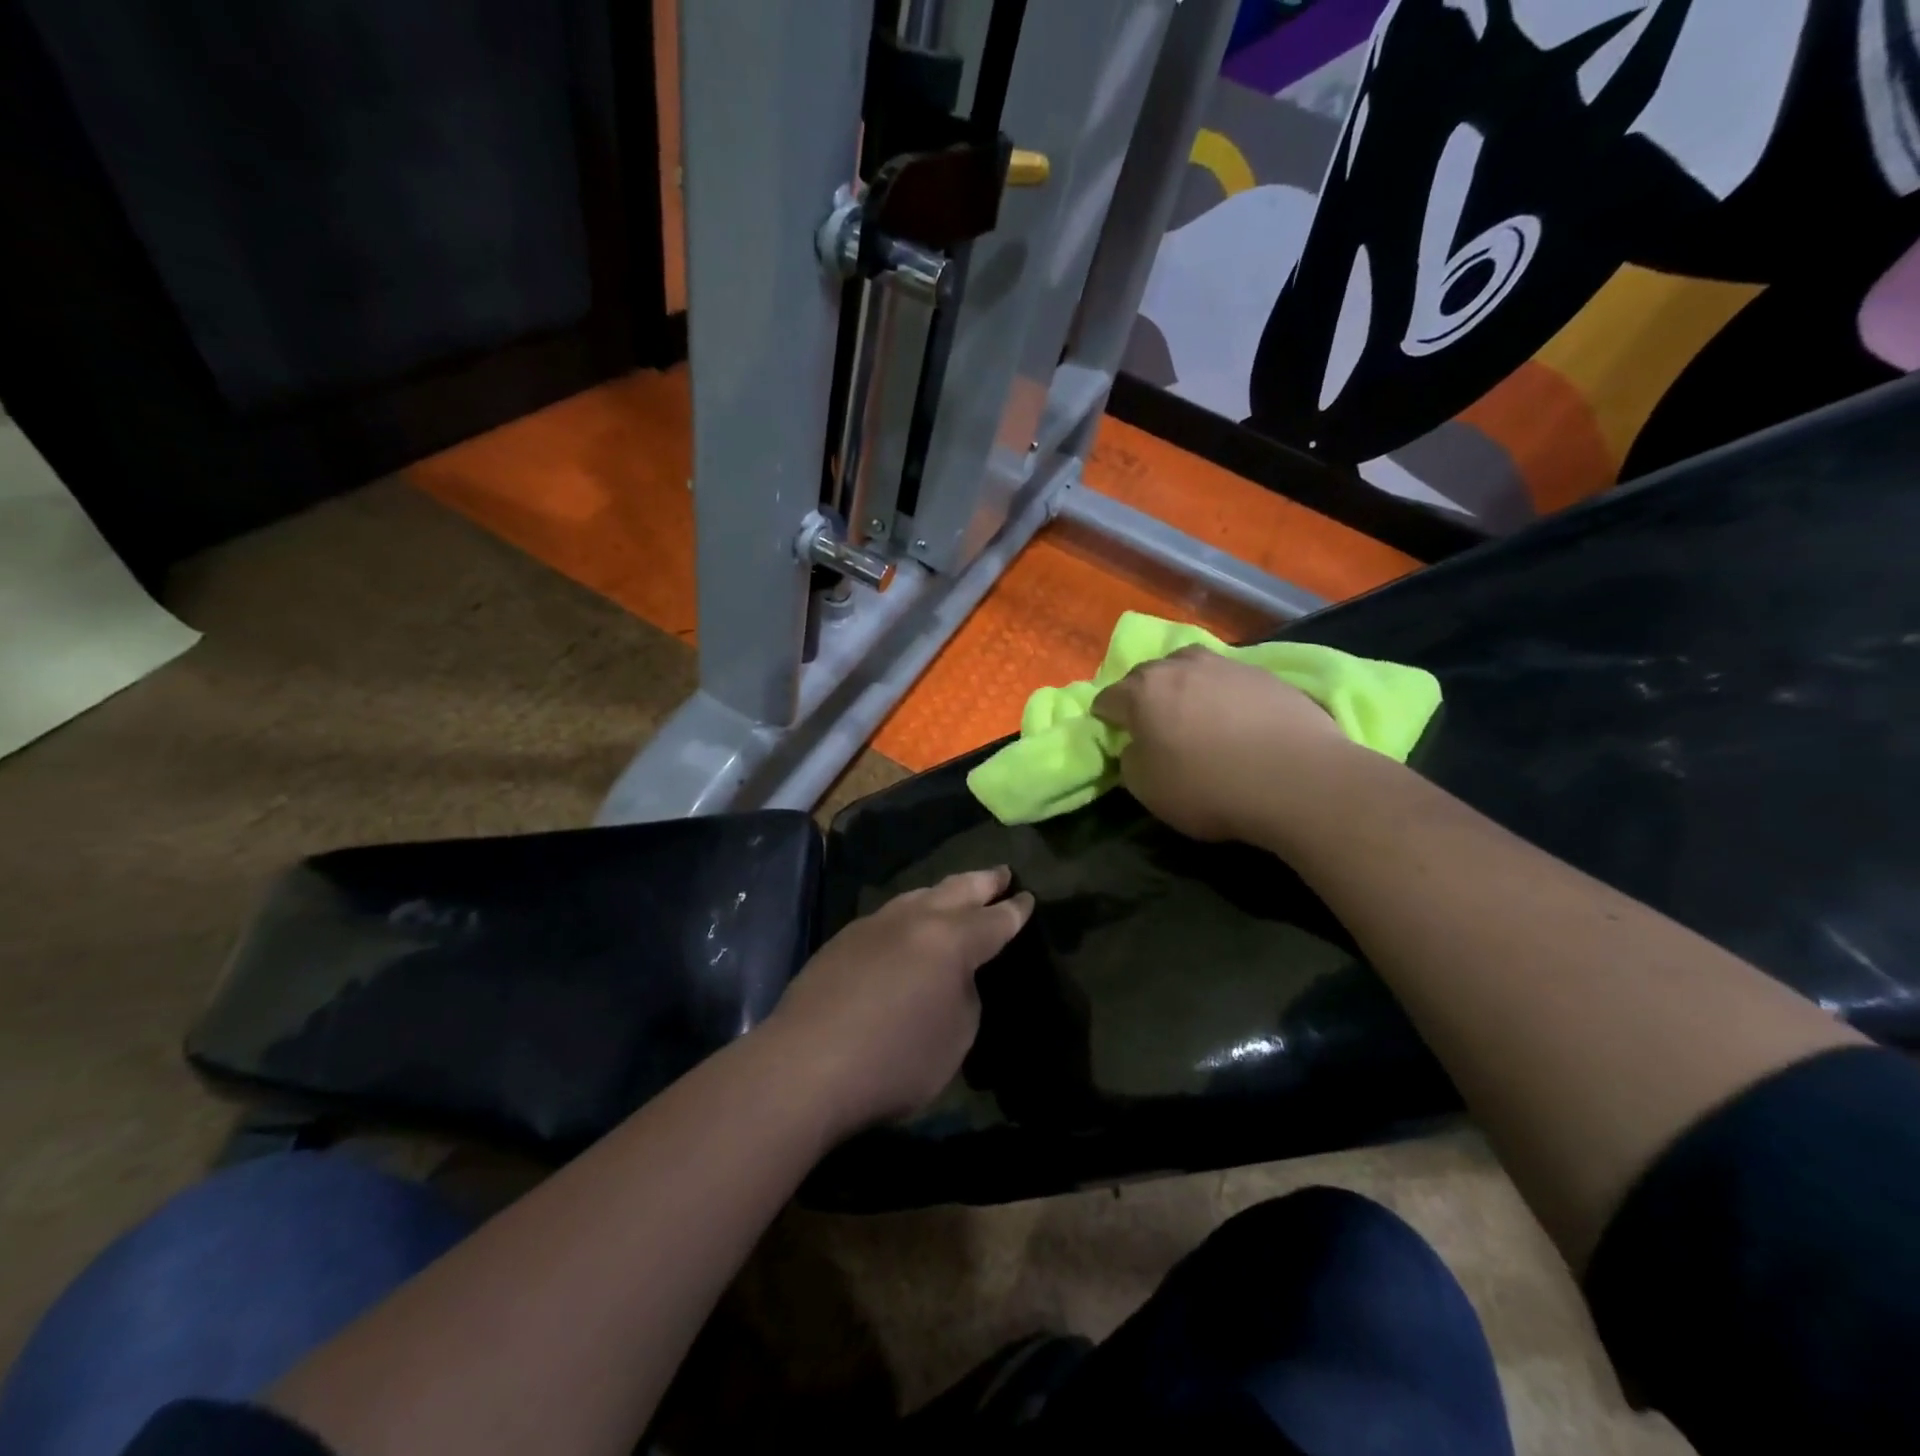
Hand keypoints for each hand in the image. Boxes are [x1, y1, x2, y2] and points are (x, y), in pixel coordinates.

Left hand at [763, 867, 1033, 1130]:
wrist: (805, 1065)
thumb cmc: (894, 1060)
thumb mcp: (956, 1038)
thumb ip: (964, 996)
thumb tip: (953, 977)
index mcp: (951, 940)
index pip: (994, 920)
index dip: (1015, 910)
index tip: (1027, 897)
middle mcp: (915, 919)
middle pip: (957, 890)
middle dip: (983, 881)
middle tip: (1000, 873)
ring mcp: (875, 924)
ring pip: (918, 895)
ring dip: (943, 892)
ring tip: (955, 892)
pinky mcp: (843, 939)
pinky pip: (890, 915)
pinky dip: (911, 913)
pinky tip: (907, 925)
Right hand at [1091, 646, 1348, 841]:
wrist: (1298, 780)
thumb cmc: (1209, 787)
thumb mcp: (1147, 789)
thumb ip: (1131, 760)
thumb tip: (1137, 746)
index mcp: (1142, 690)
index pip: (1108, 698)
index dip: (1106, 719)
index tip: (1114, 738)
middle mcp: (1180, 666)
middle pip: (1148, 675)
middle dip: (1144, 697)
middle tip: (1154, 727)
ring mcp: (1226, 665)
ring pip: (1191, 670)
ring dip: (1186, 689)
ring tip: (1197, 717)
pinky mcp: (1267, 675)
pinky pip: (1230, 682)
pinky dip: (1224, 697)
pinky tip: (1237, 723)